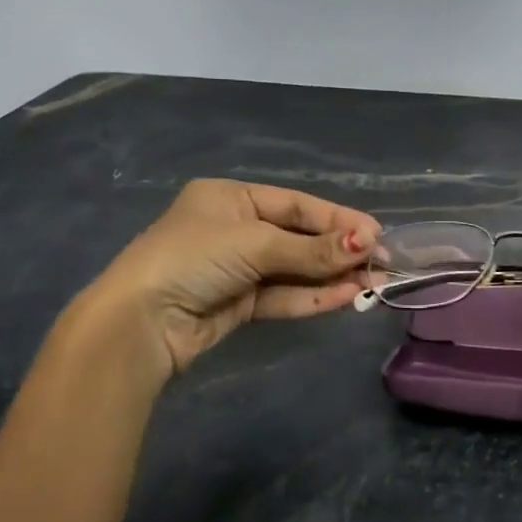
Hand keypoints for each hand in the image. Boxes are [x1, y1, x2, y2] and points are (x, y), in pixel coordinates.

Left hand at [74, 180, 380, 381]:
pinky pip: (284, 295)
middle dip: (339, 251)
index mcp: (231, 198)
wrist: (140, 323)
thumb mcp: (254, 244)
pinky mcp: (239, 304)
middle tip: (381, 262)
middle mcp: (236, 229)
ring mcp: (238, 269)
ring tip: (373, 284)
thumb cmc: (192, 259)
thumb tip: (367, 244)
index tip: (376, 234)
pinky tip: (345, 297)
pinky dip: (313, 297)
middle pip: (299, 237)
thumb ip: (311, 248)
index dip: (338, 219)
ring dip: (332, 277)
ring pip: (295, 270)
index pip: (297, 205)